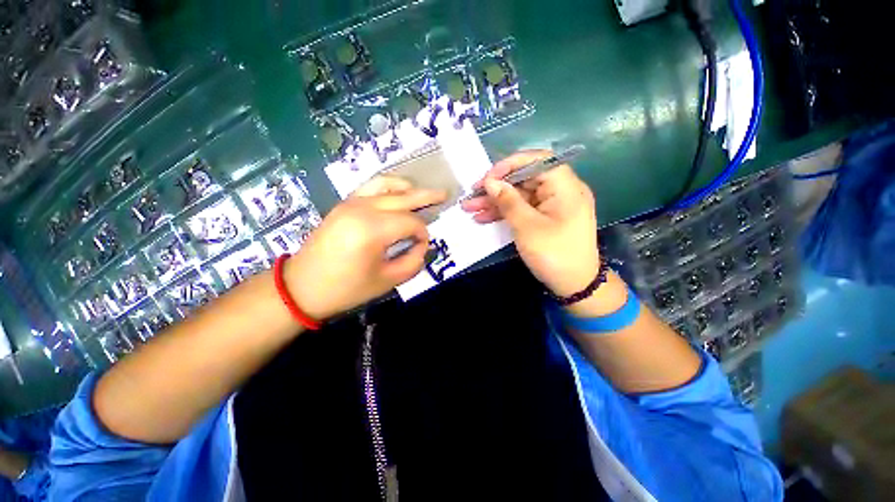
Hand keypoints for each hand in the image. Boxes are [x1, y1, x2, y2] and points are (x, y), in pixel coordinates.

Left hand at [286, 176, 445, 319]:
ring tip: (422, 191)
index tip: (422, 248)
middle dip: (426, 197)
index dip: (422, 234)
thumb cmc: (346, 288)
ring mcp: (351, 202)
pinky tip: (398, 190)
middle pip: (403, 198)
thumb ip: (413, 262)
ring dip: (408, 187)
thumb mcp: (387, 281)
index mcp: (373, 229)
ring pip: (387, 185)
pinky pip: (370, 187)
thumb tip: (422, 246)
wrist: (302, 286)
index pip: (411, 223)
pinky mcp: (344, 204)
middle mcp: (363, 208)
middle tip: (445, 195)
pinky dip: (388, 186)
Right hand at [461, 150, 599, 296]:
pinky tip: (483, 218)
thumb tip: (490, 182)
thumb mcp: (527, 227)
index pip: (537, 160)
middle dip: (496, 188)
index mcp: (565, 187)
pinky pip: (522, 209)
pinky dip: (504, 213)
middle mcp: (560, 191)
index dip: (510, 165)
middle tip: (472, 195)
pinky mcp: (544, 219)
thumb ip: (508, 201)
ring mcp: (551, 206)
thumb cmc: (554, 254)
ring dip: (495, 202)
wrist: (574, 286)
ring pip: (520, 196)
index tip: (488, 178)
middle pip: (524, 179)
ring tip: (470, 208)